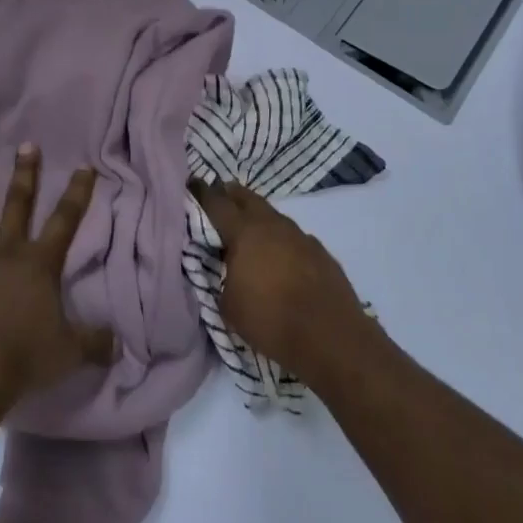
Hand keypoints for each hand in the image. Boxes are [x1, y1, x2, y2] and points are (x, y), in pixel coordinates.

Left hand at [0, 146, 115, 414]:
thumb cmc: (25, 358)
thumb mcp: (70, 352)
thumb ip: (95, 342)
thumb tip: (117, 342)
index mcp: (40, 263)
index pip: (65, 220)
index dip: (77, 192)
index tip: (84, 167)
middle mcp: (7, 254)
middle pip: (18, 205)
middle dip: (25, 174)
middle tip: (27, 146)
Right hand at [189, 178, 372, 379]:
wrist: (331, 337)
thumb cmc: (270, 320)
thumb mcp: (228, 305)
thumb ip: (220, 277)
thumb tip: (224, 268)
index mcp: (244, 231)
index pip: (216, 202)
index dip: (201, 193)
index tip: (192, 185)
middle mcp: (272, 224)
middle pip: (246, 197)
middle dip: (230, 196)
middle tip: (218, 201)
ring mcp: (300, 235)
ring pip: (272, 216)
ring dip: (257, 219)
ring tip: (248, 235)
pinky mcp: (320, 251)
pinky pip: (292, 237)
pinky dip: (280, 241)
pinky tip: (279, 259)